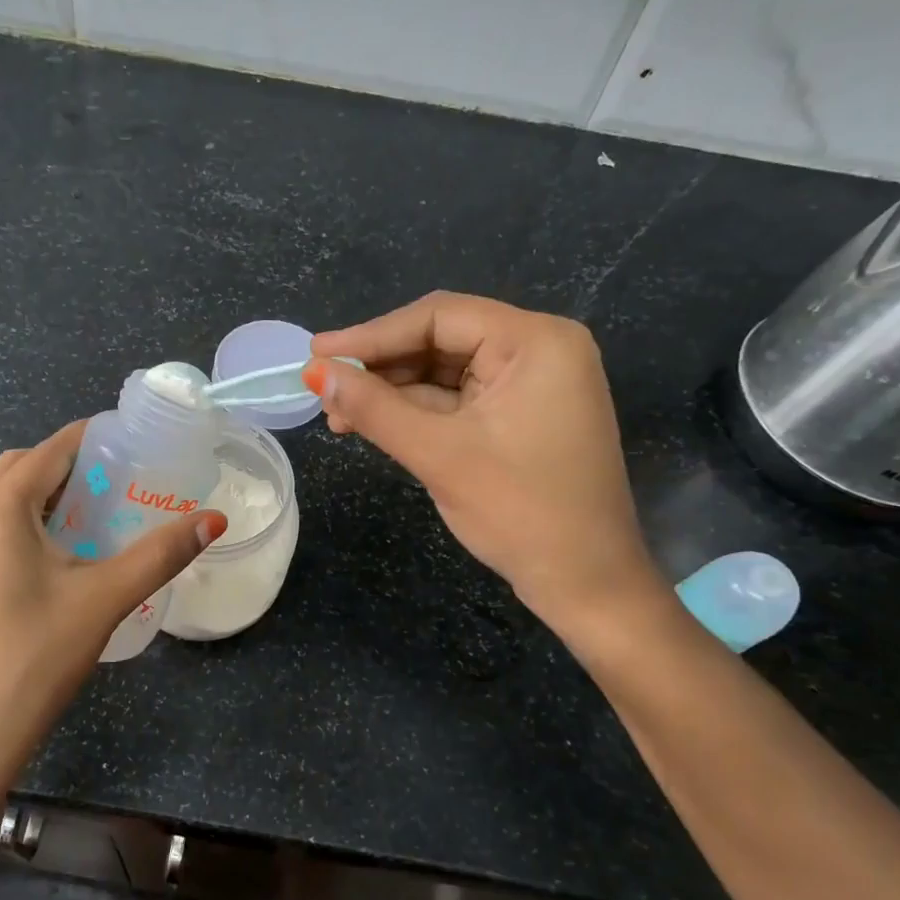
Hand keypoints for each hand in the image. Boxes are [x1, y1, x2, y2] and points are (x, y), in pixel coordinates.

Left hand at [0, 421, 225, 822]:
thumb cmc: (34, 658)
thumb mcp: (104, 599)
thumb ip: (160, 553)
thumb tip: (214, 520)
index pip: (52, 448)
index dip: (96, 439)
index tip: (137, 445)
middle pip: (22, 467)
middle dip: (71, 466)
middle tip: (121, 485)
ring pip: (2, 498)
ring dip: (45, 494)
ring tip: (96, 516)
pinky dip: (24, 522)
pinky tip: (58, 556)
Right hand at [305, 292, 664, 631]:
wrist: (586, 582)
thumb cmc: (521, 513)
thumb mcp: (439, 455)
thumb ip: (373, 408)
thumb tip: (313, 373)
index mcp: (535, 342)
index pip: (438, 317)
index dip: (370, 335)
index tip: (316, 353)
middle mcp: (539, 350)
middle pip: (441, 340)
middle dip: (380, 367)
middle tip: (323, 389)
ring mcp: (532, 384)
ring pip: (444, 372)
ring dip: (392, 392)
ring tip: (339, 414)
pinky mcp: (520, 416)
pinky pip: (458, 400)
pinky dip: (416, 412)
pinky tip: (373, 423)